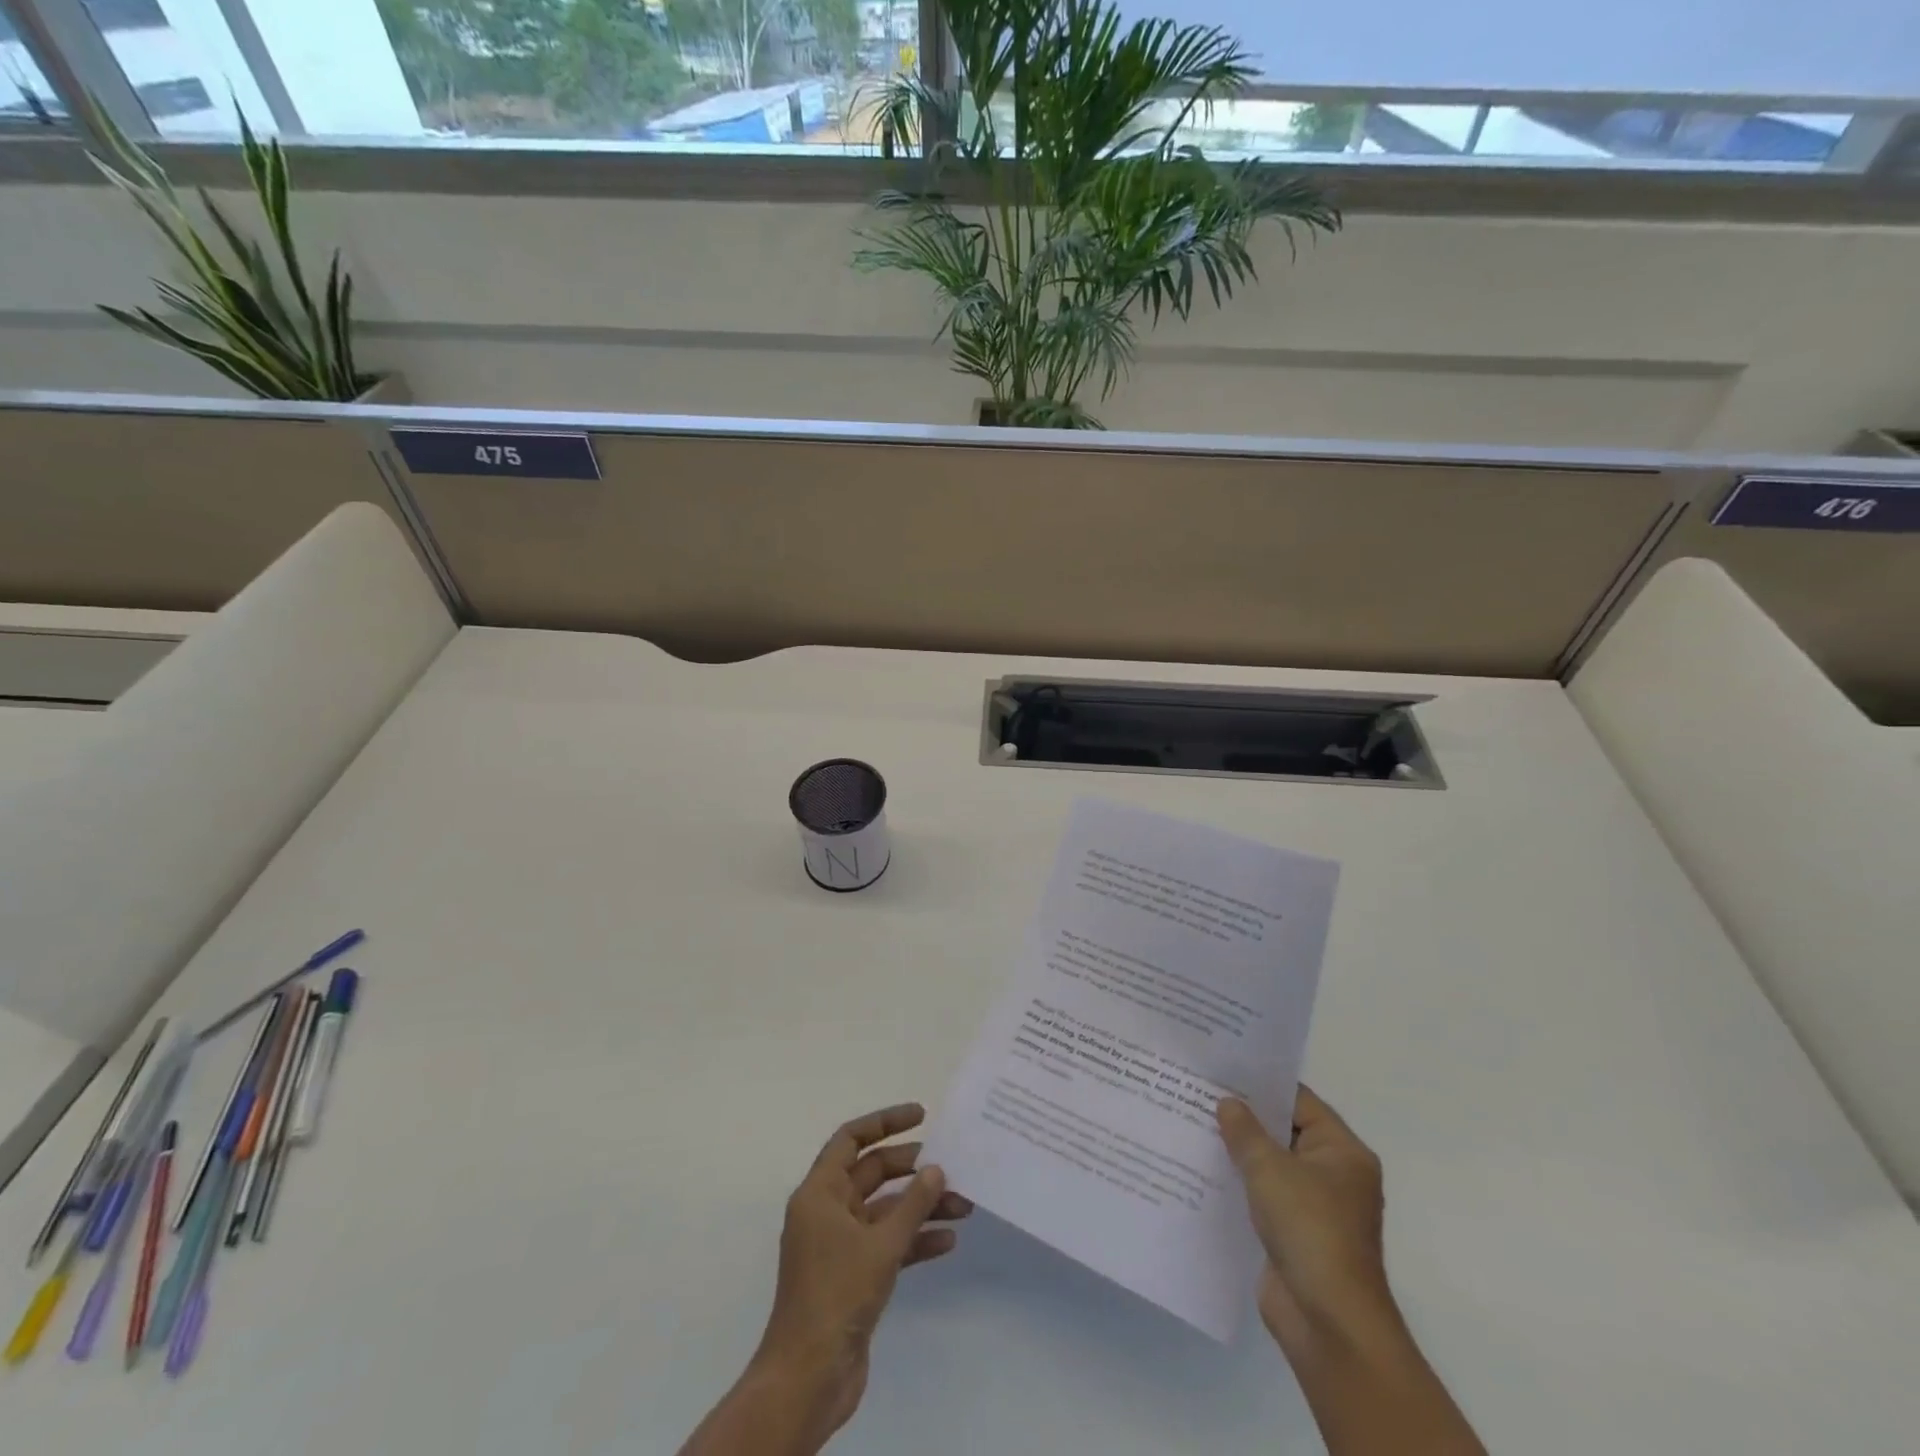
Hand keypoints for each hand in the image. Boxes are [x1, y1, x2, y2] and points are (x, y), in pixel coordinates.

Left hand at [751, 1103, 973, 1448]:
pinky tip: (947, 1242)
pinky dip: (914, 1241)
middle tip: (951, 1165)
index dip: (885, 1122)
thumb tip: (936, 1169)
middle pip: (872, 1173)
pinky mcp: (853, 1276)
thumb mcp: (881, 1244)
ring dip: (921, 1207)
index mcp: (820, 1192)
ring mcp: (839, 1245)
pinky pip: (887, 1244)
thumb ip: (912, 1204)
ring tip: (963, 1205)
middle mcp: (827, 1211)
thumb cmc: (837, 1294)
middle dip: (912, 1169)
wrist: (808, 1378)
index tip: (921, 1115)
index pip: (851, 1139)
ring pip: (885, 1211)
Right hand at [1216, 1086, 1395, 1357]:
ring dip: (1238, 1151)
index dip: (1260, 1084)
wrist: (1328, 1323)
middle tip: (1199, 1091)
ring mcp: (1314, 1207)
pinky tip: (1202, 1170)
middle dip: (1244, 1116)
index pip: (1298, 1100)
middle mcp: (1333, 1174)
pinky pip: (1262, 1196)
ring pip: (1270, 1165)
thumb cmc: (1309, 1229)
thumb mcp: (1269, 1168)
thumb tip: (1228, 1103)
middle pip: (1283, 1131)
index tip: (1221, 1068)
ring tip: (1192, 1124)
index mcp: (1342, 1151)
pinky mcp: (1294, 1234)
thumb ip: (1244, 1130)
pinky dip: (1238, 1184)